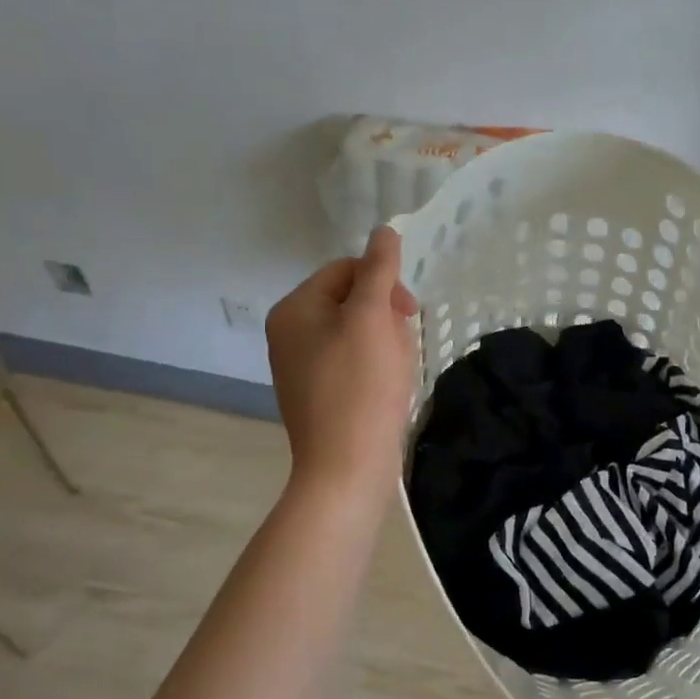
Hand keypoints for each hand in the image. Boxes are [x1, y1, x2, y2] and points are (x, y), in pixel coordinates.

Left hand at [267, 227, 418, 496]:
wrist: (347, 468)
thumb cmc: (360, 387)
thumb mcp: (371, 319)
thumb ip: (378, 270)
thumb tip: (384, 230)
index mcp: (294, 309)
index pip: (345, 270)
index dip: (383, 282)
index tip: (409, 312)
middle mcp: (290, 333)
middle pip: (350, 300)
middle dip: (385, 317)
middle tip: (402, 346)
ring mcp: (302, 366)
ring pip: (357, 333)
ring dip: (386, 343)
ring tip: (397, 372)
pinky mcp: (318, 394)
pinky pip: (353, 362)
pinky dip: (376, 368)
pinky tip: (389, 389)